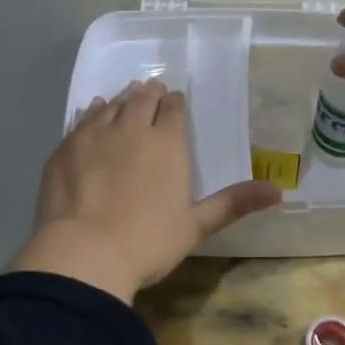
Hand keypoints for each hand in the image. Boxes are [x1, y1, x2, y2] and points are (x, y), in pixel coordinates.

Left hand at [9, 79, 281, 302]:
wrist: (83, 253)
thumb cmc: (148, 242)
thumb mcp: (196, 226)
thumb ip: (234, 203)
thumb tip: (279, 191)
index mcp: (167, 143)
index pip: (174, 110)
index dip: (175, 103)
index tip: (175, 101)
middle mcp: (132, 128)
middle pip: (142, 99)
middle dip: (150, 93)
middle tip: (152, 90)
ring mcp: (95, 135)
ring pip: (112, 105)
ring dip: (123, 99)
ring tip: (127, 96)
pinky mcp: (66, 147)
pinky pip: (83, 119)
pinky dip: (93, 112)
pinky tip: (94, 111)